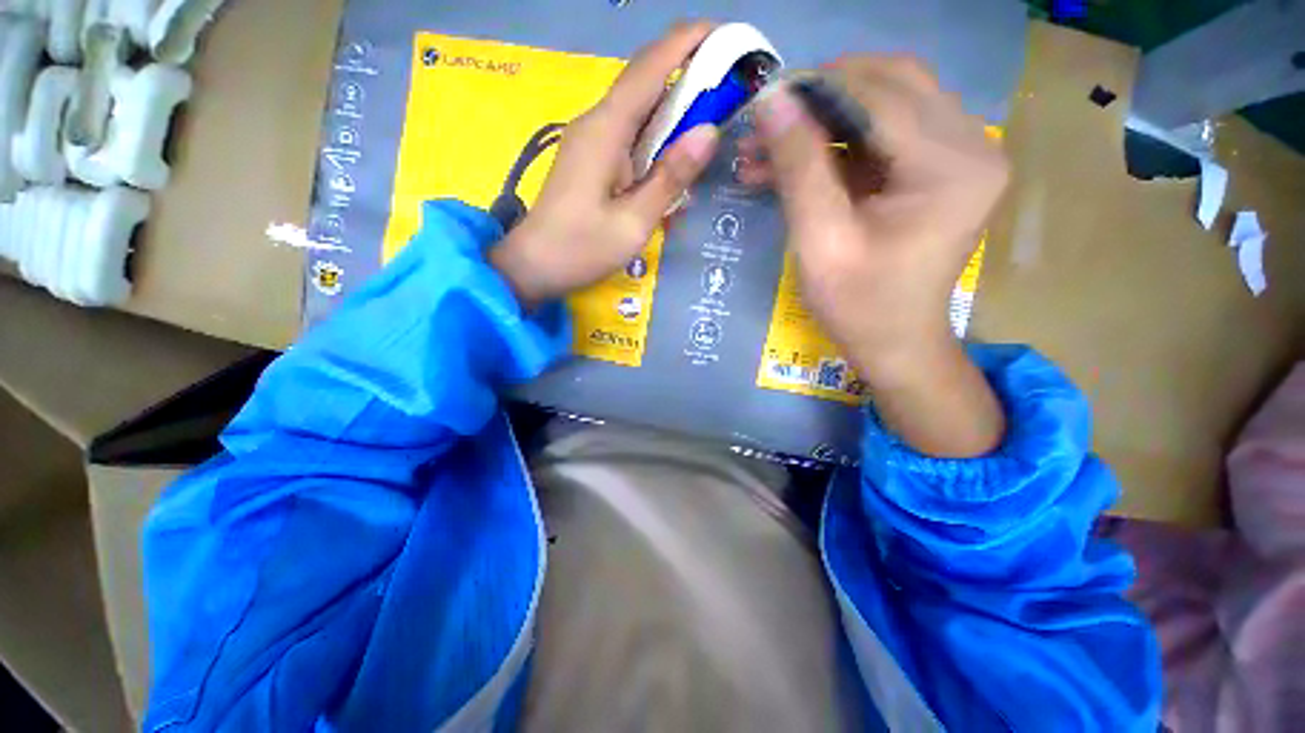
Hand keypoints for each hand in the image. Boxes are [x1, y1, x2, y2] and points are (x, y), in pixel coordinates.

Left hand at [490, 22, 721, 305]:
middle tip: (731, 87)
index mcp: (607, 130)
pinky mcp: (590, 157)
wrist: (534, 265)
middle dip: (689, 73)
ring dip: (674, 107)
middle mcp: (597, 122)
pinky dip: (657, 135)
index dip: (689, 42)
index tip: (727, 36)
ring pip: (639, 108)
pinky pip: (629, 134)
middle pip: (646, 81)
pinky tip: (673, 156)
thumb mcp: (633, 222)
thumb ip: (670, 178)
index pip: (651, 67)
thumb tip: (709, 132)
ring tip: (710, 117)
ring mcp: (591, 139)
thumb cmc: (581, 249)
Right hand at [750, 56, 1010, 455]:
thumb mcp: (820, 240)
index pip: (879, 96)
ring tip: (773, 146)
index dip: (816, 90)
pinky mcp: (942, 167)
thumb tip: (771, 100)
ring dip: (828, 117)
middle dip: (823, 96)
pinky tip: (800, 160)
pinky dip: (842, 141)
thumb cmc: (858, 305)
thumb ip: (799, 168)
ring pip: (888, 102)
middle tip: (771, 122)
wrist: (895, 342)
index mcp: (951, 167)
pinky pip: (888, 132)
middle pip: (892, 84)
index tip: (764, 100)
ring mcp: (962, 153)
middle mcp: (971, 144)